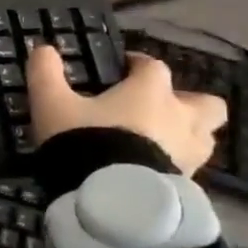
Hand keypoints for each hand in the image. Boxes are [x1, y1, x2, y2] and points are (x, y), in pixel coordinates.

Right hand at [27, 45, 227, 174]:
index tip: (122, 70)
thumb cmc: (85, 141)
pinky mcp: (187, 184)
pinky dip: (175, 166)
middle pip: (206, 103)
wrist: (110, 198)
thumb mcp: (51, 104)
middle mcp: (179, 117)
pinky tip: (151, 172)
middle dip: (189, 102)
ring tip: (160, 144)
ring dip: (188, 136)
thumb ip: (46, 73)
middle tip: (158, 110)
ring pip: (205, 137)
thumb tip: (42, 49)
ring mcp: (189, 153)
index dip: (138, 64)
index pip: (152, 66)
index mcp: (150, 91)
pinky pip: (190, 168)